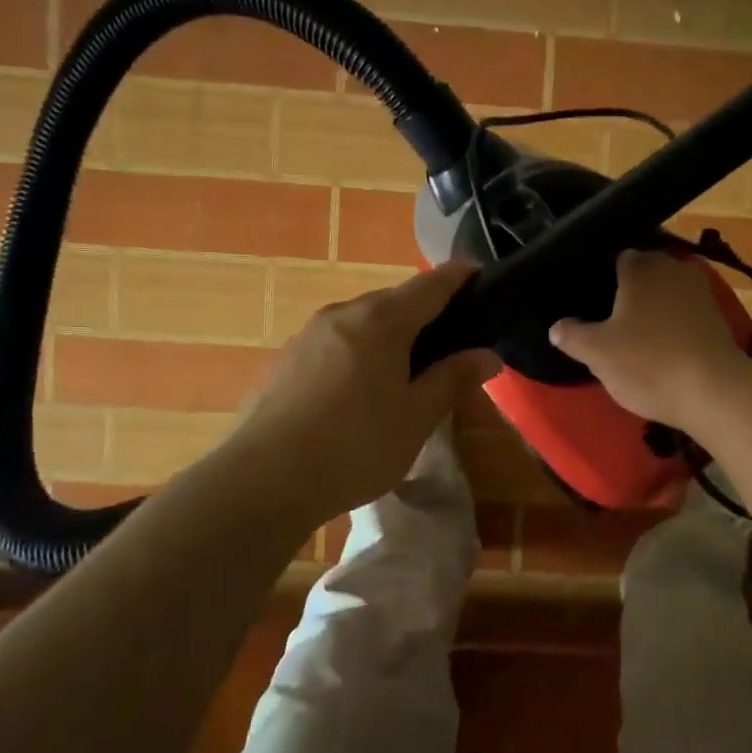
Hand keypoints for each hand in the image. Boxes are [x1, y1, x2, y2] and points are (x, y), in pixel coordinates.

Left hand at [233, 261, 500, 517]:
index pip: (430, 284)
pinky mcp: (285, 361)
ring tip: (407, 368)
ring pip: (361, 322)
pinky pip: (336, 343)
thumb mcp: (417, 417)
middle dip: (424, 311)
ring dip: (389, 333)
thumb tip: (488, 355)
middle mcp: (343, 314)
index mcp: (382, 320)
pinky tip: (360, 391)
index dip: (458, 276)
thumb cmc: (356, 445)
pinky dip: (359, 352)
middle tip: (450, 340)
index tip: (478, 273)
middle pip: (393, 300)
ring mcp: (308, 335)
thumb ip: (453, 379)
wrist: (264, 479)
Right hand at [549, 251, 751, 427]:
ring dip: (651, 311)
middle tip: (606, 322)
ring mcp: (701, 291)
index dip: (599, 280)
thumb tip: (557, 327)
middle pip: (642, 276)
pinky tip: (660, 349)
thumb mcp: (596, 352)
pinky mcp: (718, 318)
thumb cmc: (648, 363)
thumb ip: (571, 335)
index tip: (588, 304)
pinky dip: (672, 326)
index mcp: (641, 265)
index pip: (614, 259)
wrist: (714, 391)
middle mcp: (673, 267)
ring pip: (665, 295)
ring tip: (632, 338)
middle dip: (627, 294)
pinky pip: (684, 314)